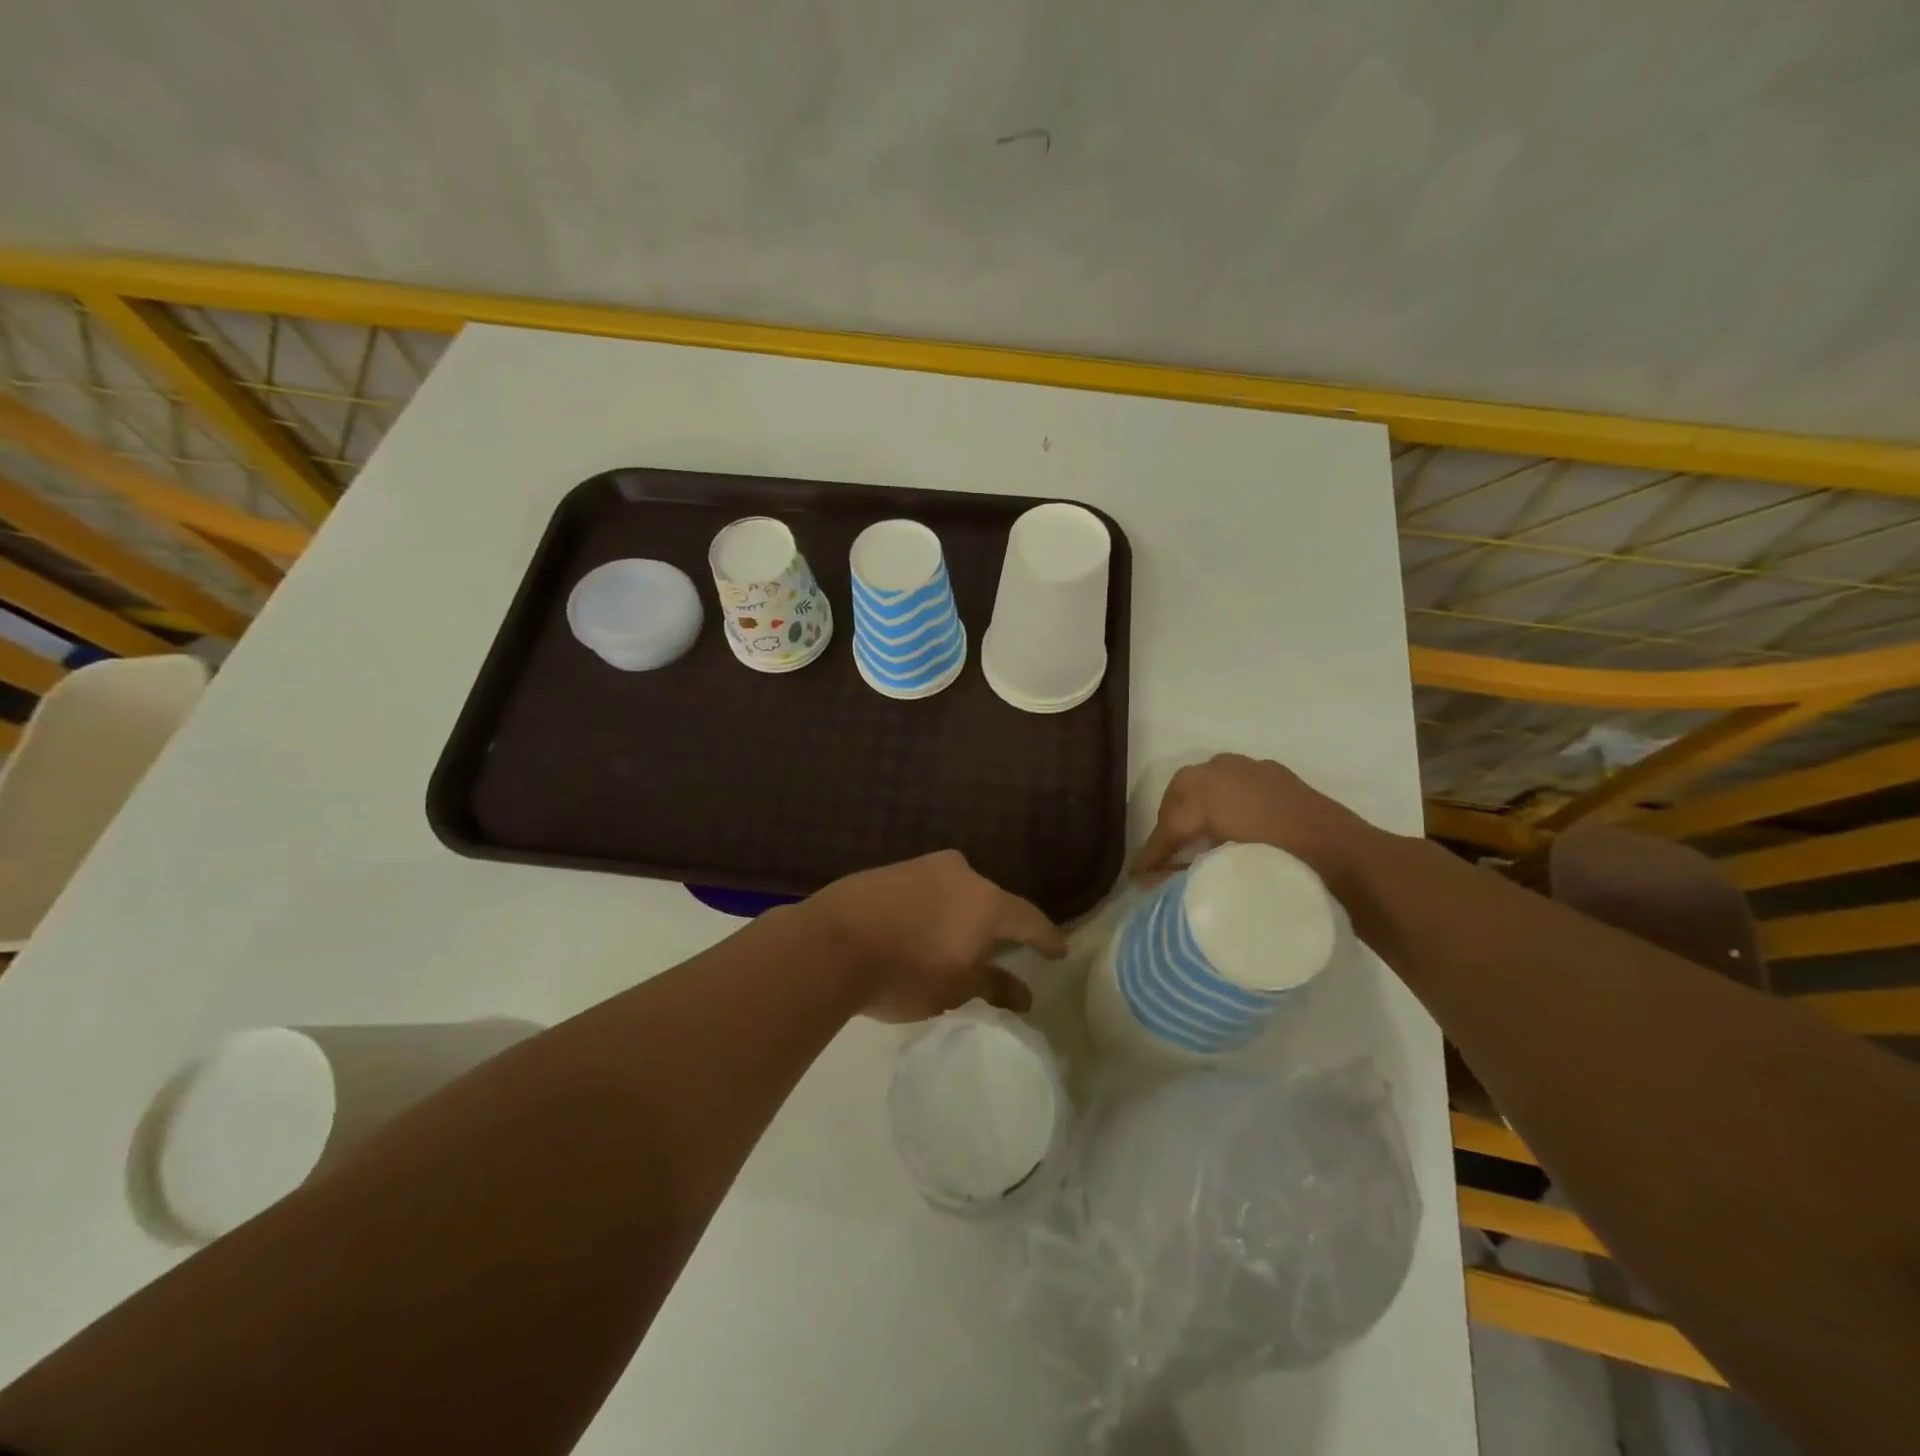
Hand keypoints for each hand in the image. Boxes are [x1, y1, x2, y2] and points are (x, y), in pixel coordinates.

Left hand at [806, 850, 1067, 1021]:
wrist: (830, 943)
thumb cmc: (904, 971)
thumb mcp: (954, 989)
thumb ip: (993, 986)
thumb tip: (1024, 995)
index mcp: (985, 901)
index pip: (1029, 919)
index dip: (1046, 939)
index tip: (1058, 953)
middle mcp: (961, 874)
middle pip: (990, 902)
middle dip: (997, 927)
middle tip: (999, 953)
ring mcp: (923, 867)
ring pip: (956, 893)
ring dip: (960, 918)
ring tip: (954, 945)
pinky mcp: (891, 870)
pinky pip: (926, 891)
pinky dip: (932, 911)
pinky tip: (920, 931)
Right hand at [1132, 754, 1380, 892]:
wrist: (1353, 862)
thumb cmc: (1288, 868)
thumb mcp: (1228, 871)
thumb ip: (1187, 873)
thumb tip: (1152, 885)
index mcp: (1209, 790)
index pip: (1169, 824)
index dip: (1151, 853)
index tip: (1137, 877)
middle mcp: (1225, 770)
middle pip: (1180, 795)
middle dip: (1168, 823)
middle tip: (1163, 857)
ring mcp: (1253, 769)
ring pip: (1205, 784)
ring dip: (1192, 810)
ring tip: (1191, 843)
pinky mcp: (1276, 777)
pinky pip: (1231, 784)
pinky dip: (1219, 802)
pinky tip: (1226, 828)